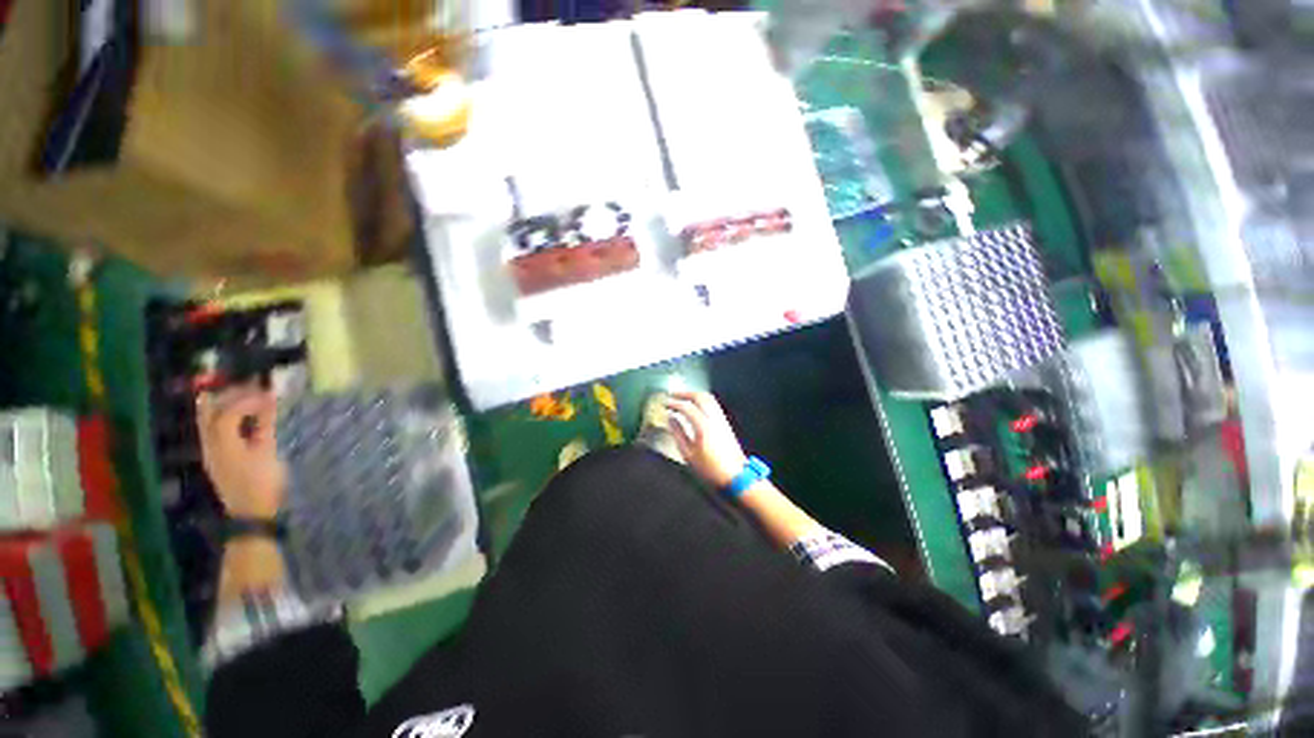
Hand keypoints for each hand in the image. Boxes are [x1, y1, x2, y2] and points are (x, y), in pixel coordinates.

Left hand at [197, 387, 285, 519]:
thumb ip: (265, 424)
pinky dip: (226, 415)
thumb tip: (269, 398)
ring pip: (208, 417)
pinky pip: (213, 427)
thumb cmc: (262, 482)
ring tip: (248, 396)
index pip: (227, 411)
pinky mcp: (214, 454)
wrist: (250, 513)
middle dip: (230, 394)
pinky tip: (243, 414)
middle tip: (255, 386)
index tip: (268, 392)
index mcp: (222, 442)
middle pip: (210, 410)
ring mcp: (209, 448)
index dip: (247, 398)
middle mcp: (210, 442)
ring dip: (226, 403)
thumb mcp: (267, 452)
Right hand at [665, 392, 748, 488]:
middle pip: (699, 397)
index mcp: (703, 426)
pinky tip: (696, 406)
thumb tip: (671, 419)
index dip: (674, 403)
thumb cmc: (710, 469)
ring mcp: (721, 420)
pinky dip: (702, 400)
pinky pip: (713, 404)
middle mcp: (713, 419)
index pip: (686, 407)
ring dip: (694, 395)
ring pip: (708, 398)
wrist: (735, 475)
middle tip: (673, 395)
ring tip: (683, 398)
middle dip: (684, 394)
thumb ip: (678, 433)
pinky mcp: (725, 423)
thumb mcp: (688, 454)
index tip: (665, 403)